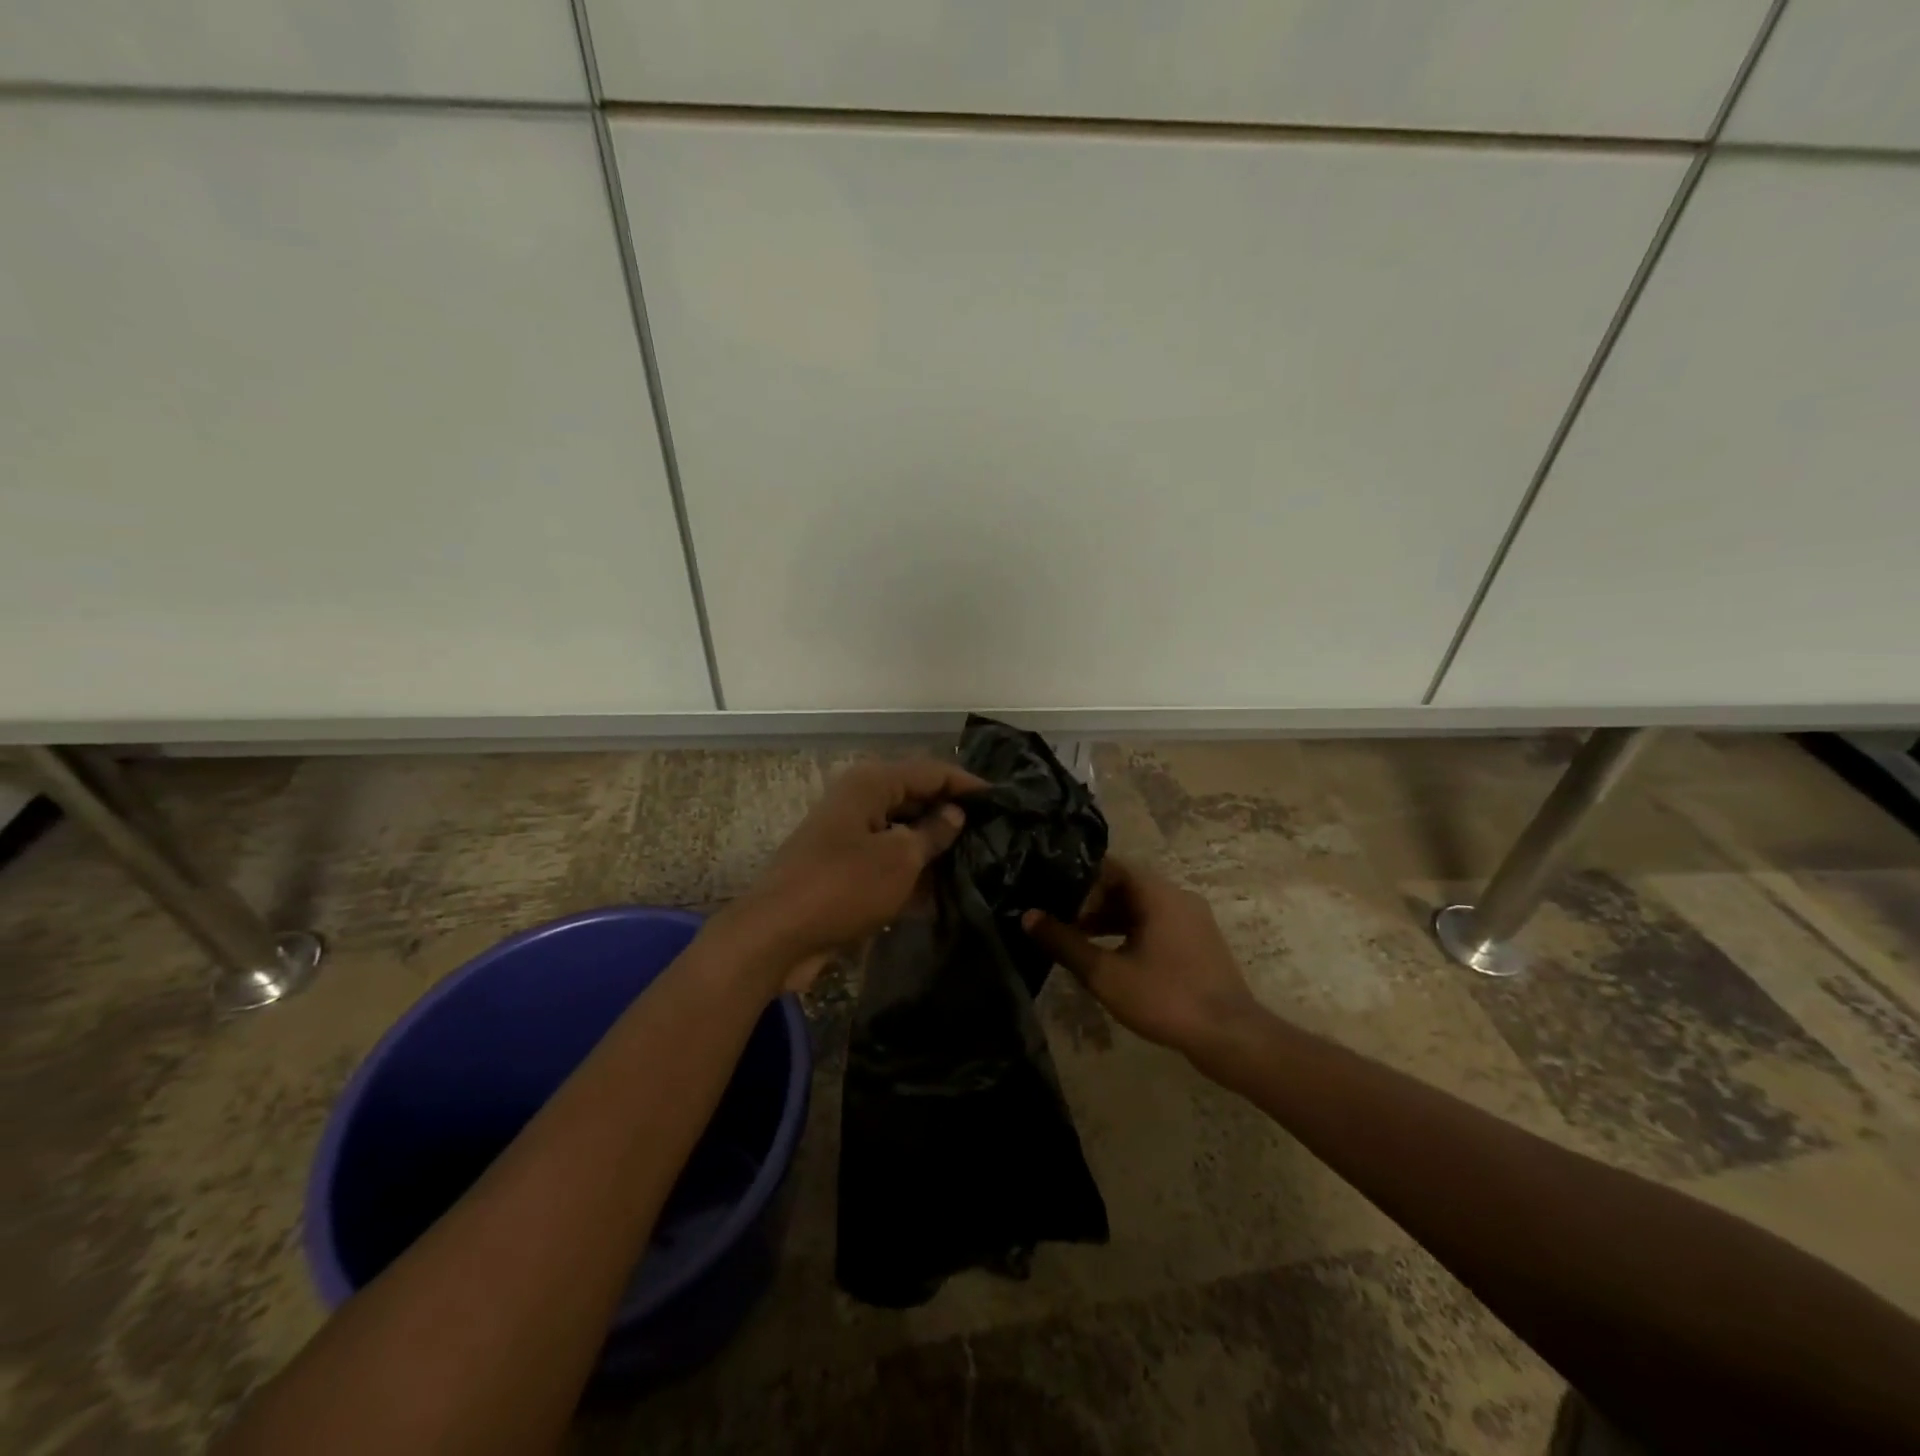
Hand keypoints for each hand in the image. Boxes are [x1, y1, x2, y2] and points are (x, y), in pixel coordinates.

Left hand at [719, 757, 985, 990]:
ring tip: (978, 862)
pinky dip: (912, 872)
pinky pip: (887, 861)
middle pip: (916, 799)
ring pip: (902, 832)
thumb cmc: (843, 886)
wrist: (776, 935)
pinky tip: (943, 891)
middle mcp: (859, 802)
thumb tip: (955, 813)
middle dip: (952, 816)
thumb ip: (934, 832)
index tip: (1004, 801)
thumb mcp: (899, 858)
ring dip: (934, 847)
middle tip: (996, 834)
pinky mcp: (843, 869)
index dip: (967, 784)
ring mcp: (849, 836)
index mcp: (872, 784)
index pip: (931, 771)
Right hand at [1022, 857, 1257, 1055]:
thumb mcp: (1106, 973)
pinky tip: (1111, 959)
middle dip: (1089, 904)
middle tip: (1060, 925)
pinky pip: (1156, 926)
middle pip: (1124, 887)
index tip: (1051, 899)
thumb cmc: (1165, 997)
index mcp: (1157, 893)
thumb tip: (1028, 917)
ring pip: (1140, 908)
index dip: (1077, 880)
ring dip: (1108, 921)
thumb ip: (1065, 943)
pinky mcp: (1198, 943)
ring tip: (1078, 944)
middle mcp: (1177, 896)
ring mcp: (1192, 920)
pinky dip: (1130, 934)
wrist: (1230, 1037)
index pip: (1109, 867)